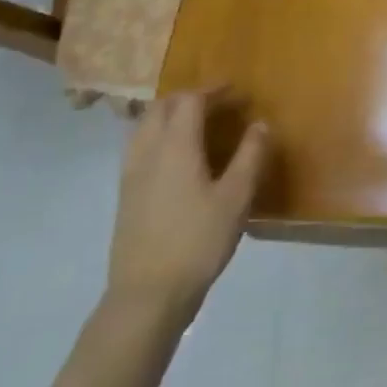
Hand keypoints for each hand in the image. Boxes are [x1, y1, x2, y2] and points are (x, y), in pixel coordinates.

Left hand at [106, 90, 267, 325]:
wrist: (147, 295)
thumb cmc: (198, 241)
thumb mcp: (237, 197)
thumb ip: (251, 155)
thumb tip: (260, 124)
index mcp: (175, 146)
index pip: (190, 100)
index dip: (215, 90)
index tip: (239, 93)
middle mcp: (148, 152)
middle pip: (162, 107)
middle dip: (191, 98)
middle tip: (220, 104)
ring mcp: (131, 175)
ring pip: (145, 126)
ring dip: (171, 115)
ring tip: (199, 125)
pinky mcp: (126, 196)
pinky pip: (140, 148)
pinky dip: (160, 136)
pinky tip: (178, 158)